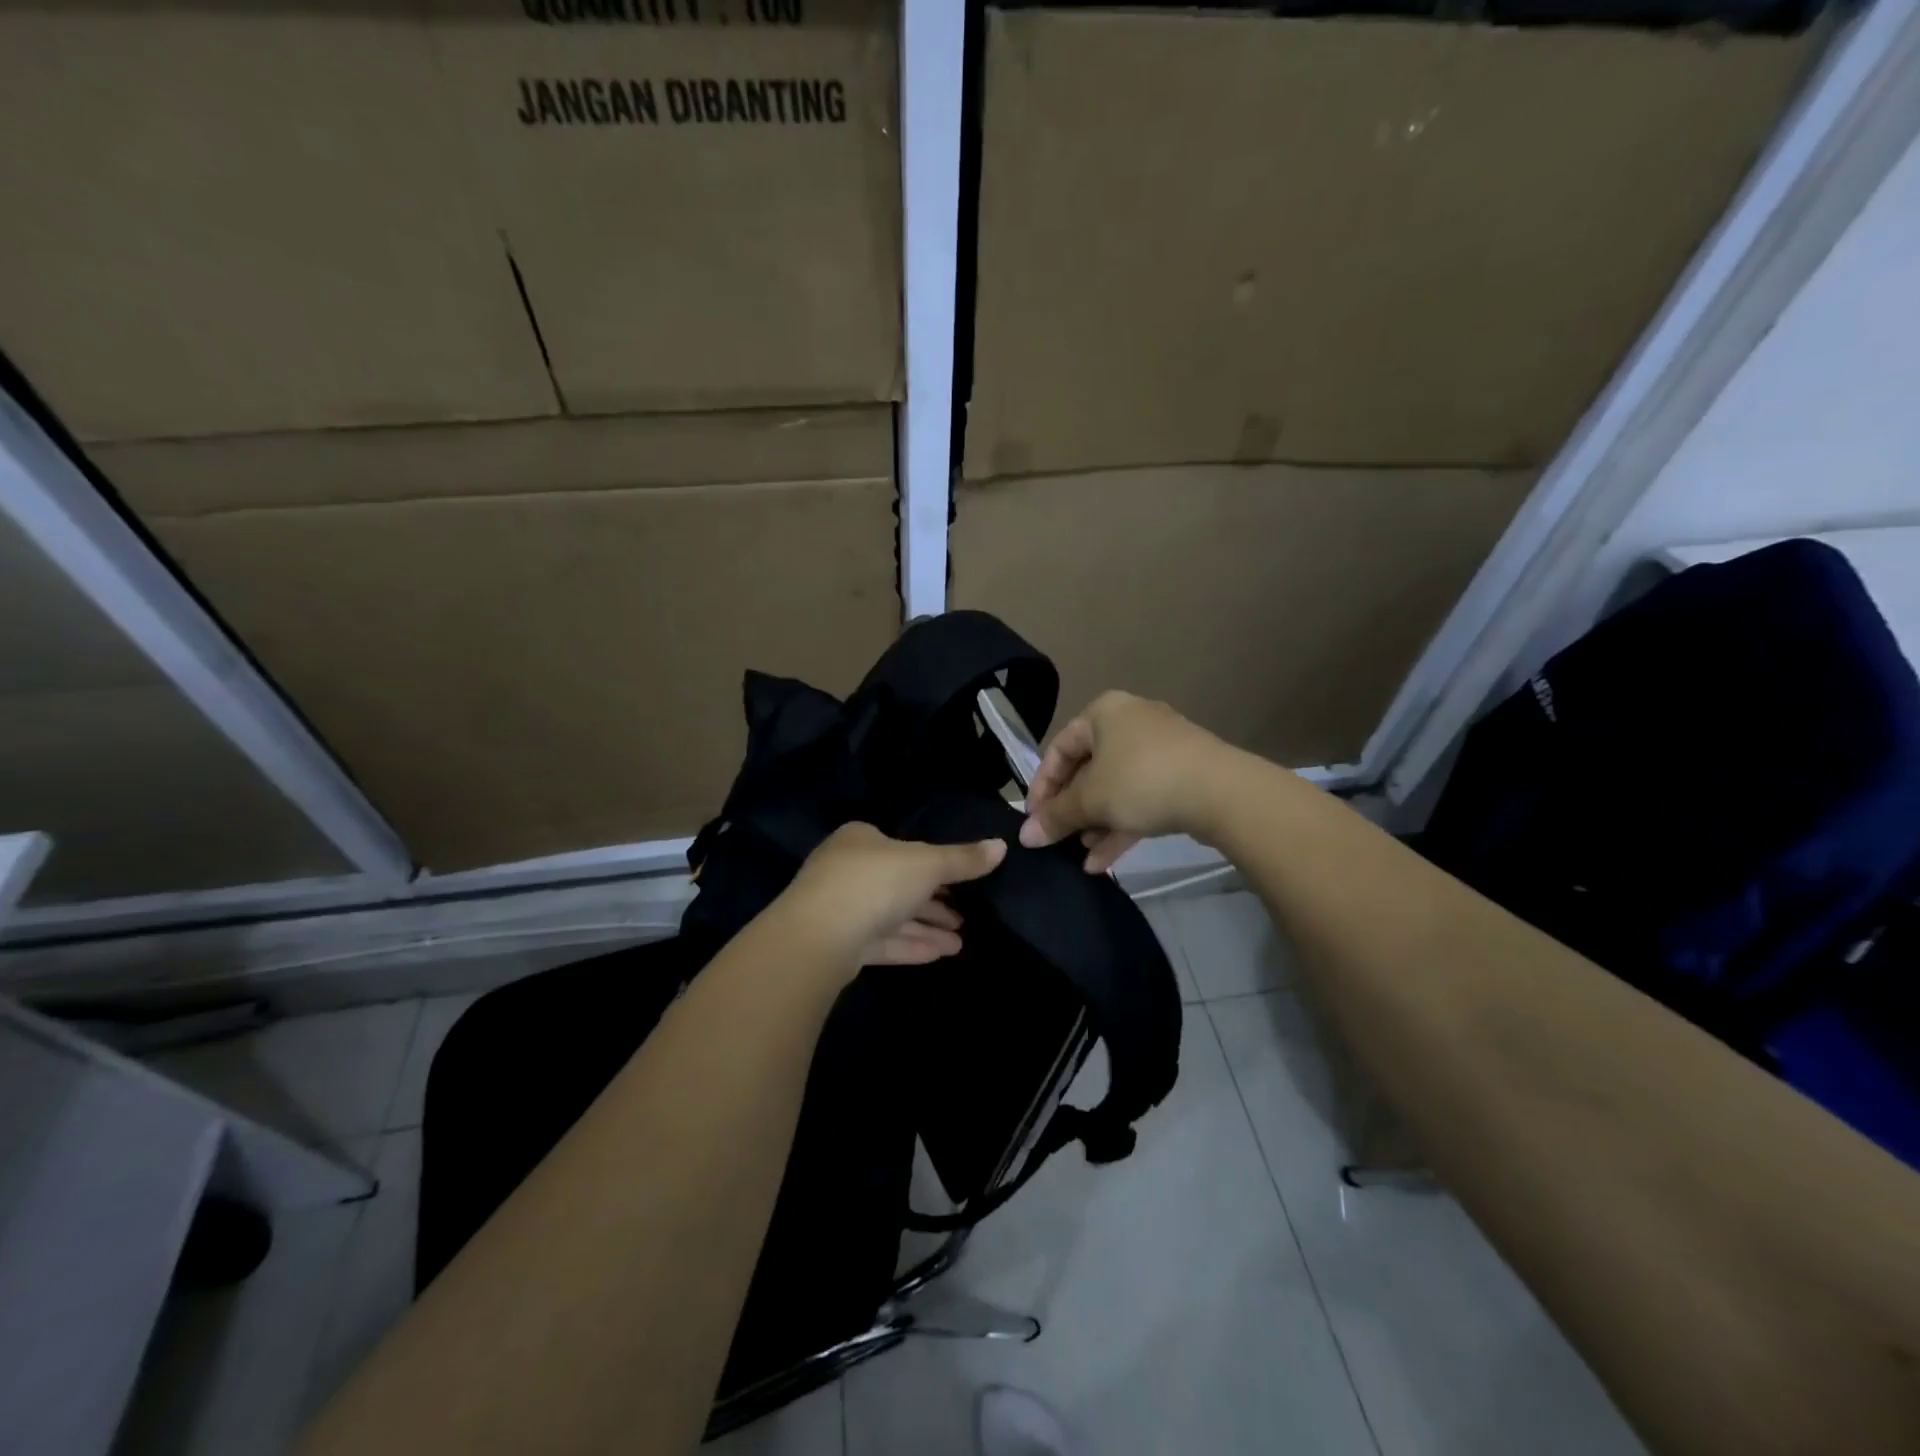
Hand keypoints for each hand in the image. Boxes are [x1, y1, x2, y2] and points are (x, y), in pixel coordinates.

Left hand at [777, 823, 1006, 968]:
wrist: (818, 936)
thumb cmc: (874, 882)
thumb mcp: (927, 864)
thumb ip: (963, 859)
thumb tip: (1001, 845)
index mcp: (861, 839)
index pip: (903, 847)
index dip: (934, 864)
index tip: (962, 882)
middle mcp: (847, 870)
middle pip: (899, 884)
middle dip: (934, 902)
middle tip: (966, 916)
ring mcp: (840, 909)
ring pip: (892, 916)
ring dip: (927, 927)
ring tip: (961, 942)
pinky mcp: (839, 945)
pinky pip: (883, 941)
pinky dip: (911, 945)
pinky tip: (942, 954)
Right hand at [1019, 691, 1227, 872]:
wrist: (1222, 792)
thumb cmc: (1141, 781)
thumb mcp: (1091, 800)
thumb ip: (1056, 817)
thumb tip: (1025, 837)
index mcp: (1104, 713)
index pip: (1059, 749)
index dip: (1042, 787)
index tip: (1034, 820)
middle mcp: (1131, 723)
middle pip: (1088, 769)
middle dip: (1072, 809)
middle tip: (1058, 838)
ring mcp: (1161, 749)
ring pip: (1116, 787)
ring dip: (1096, 822)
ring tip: (1081, 853)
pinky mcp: (1182, 775)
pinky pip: (1141, 798)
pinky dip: (1122, 824)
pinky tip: (1103, 862)